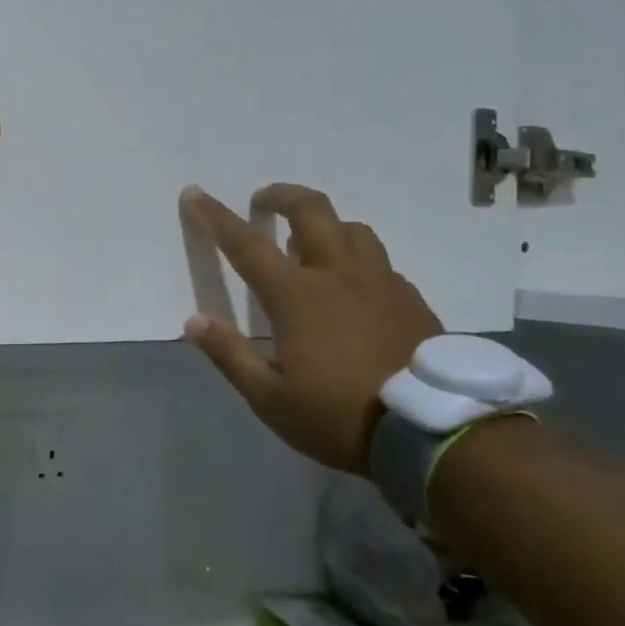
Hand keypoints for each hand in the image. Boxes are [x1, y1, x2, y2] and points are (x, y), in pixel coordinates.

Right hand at [180, 184, 440, 472]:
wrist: (431, 432)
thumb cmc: (338, 416)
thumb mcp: (270, 399)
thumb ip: (230, 355)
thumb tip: (194, 322)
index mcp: (297, 296)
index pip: (245, 245)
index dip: (215, 217)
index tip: (194, 193)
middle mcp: (338, 274)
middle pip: (311, 210)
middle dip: (281, 195)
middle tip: (263, 202)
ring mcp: (380, 282)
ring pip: (351, 229)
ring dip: (324, 224)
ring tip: (310, 244)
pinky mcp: (410, 298)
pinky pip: (378, 261)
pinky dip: (356, 259)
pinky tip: (354, 287)